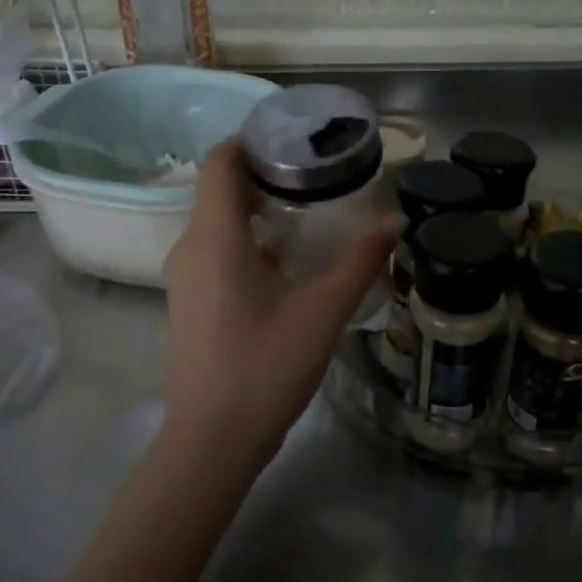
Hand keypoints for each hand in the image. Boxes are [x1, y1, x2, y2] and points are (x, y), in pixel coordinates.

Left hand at [161, 140, 399, 469]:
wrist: (212, 440)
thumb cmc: (266, 367)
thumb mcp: (323, 311)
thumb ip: (362, 261)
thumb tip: (396, 219)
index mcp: (215, 237)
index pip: (220, 161)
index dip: (253, 141)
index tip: (297, 141)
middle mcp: (189, 247)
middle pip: (221, 190)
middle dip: (267, 176)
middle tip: (319, 178)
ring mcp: (184, 278)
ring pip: (218, 223)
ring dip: (259, 212)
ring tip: (311, 216)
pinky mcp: (190, 303)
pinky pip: (216, 252)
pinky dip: (249, 242)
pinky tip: (288, 264)